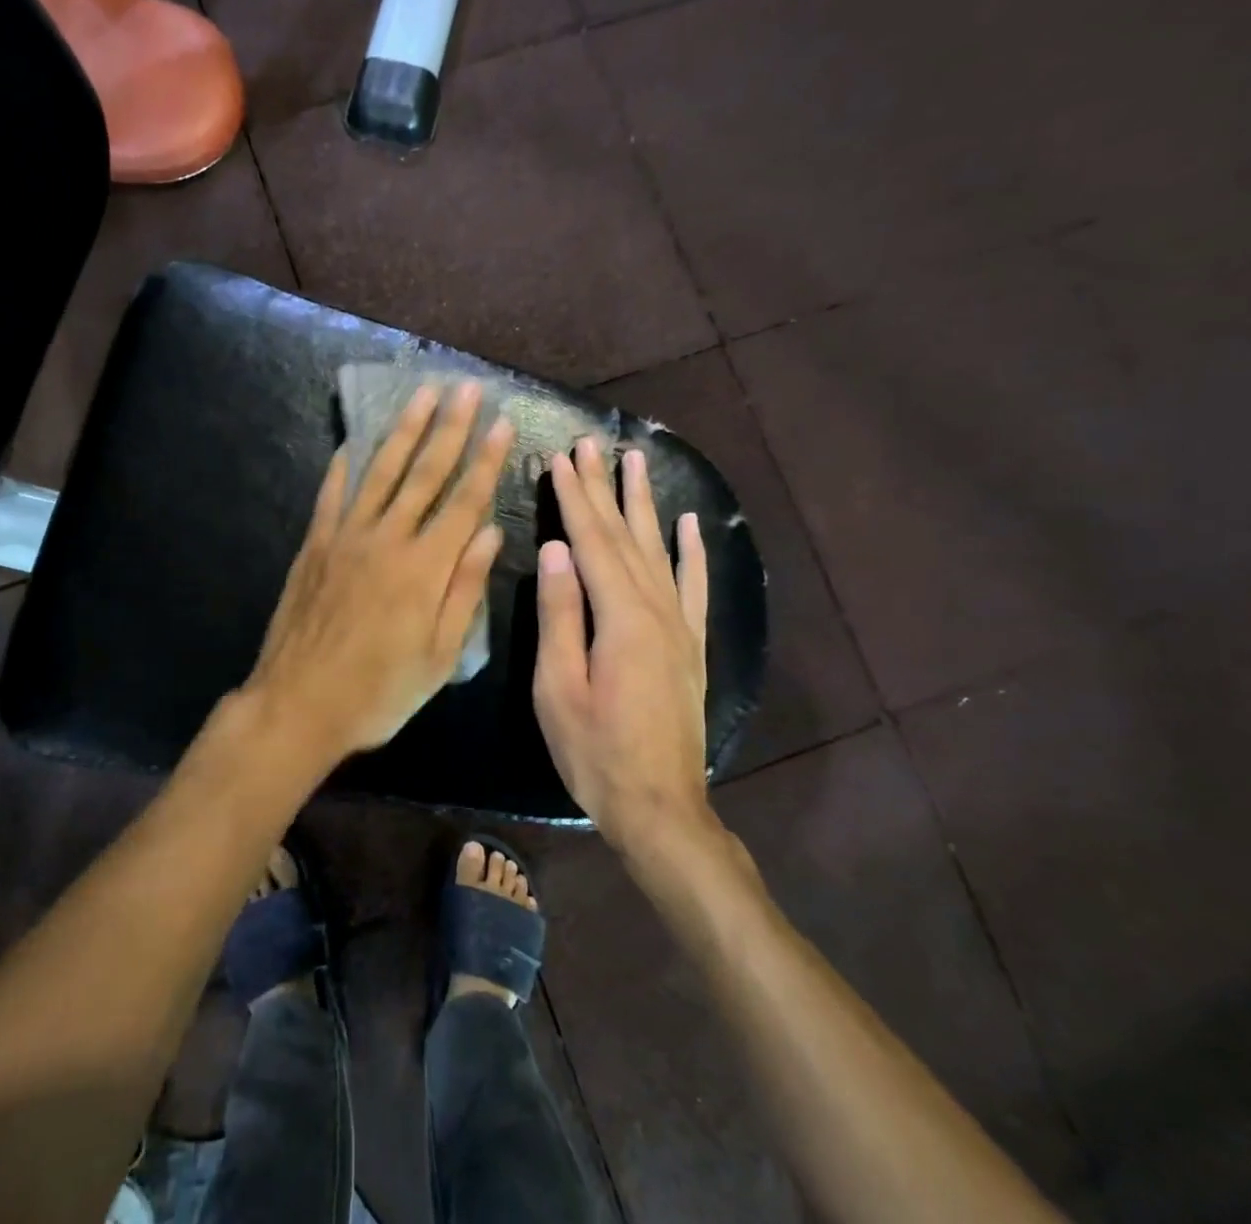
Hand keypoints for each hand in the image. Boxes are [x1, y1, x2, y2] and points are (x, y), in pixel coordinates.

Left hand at [244, 381, 515, 767]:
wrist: (299, 705)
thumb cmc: (379, 691)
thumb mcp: (440, 656)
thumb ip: (465, 590)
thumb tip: (490, 532)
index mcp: (426, 568)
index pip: (465, 502)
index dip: (485, 461)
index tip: (500, 423)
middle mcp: (388, 540)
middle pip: (425, 473)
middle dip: (450, 428)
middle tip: (465, 388)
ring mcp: (346, 538)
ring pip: (380, 472)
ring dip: (403, 431)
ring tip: (421, 396)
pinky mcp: (315, 545)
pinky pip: (332, 496)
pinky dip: (344, 468)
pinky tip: (352, 444)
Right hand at [533, 438, 713, 841]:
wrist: (660, 807)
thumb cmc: (595, 751)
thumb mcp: (558, 687)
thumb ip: (560, 614)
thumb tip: (555, 549)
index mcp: (621, 618)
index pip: (592, 542)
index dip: (574, 498)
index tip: (560, 458)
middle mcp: (657, 610)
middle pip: (625, 536)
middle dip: (604, 487)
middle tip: (589, 443)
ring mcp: (680, 626)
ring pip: (659, 550)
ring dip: (644, 504)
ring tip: (634, 460)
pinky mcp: (691, 645)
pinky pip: (694, 586)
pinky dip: (692, 551)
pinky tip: (689, 523)